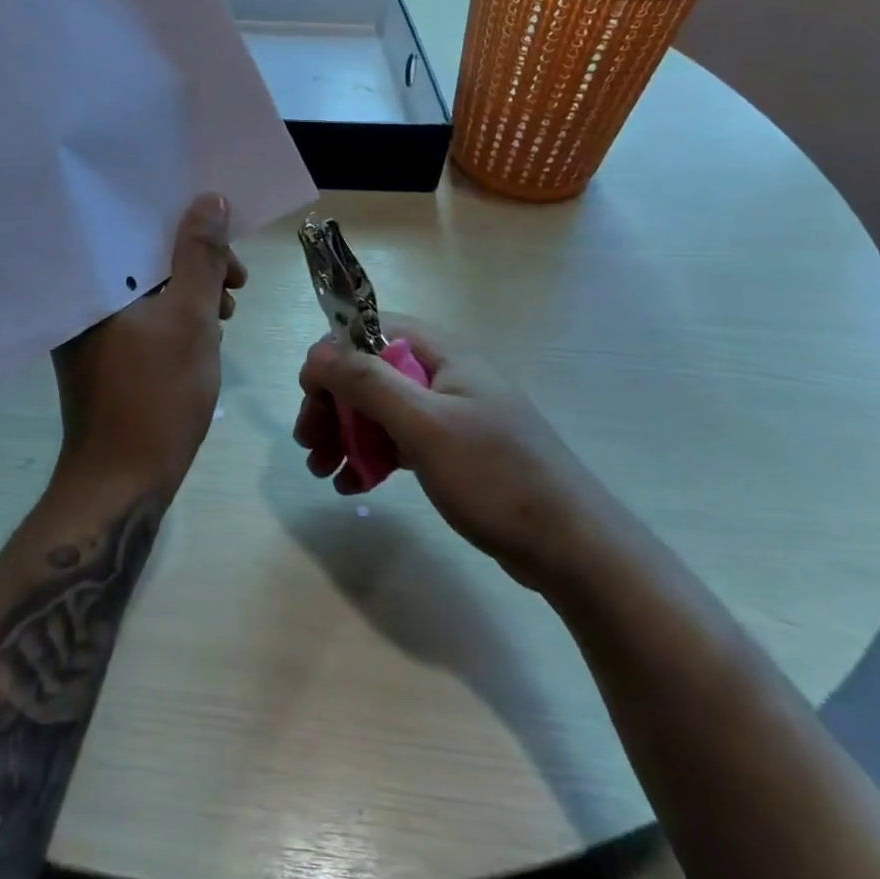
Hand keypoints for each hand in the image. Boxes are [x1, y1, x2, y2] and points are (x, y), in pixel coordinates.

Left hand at [51, 194, 247, 494]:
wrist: (122, 483)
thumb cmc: (157, 395)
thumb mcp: (191, 318)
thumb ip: (202, 256)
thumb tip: (210, 199)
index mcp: (92, 282)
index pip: (138, 227)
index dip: (188, 228)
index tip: (229, 250)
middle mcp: (83, 298)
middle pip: (147, 258)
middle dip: (198, 265)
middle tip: (237, 285)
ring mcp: (91, 329)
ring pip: (149, 290)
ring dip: (192, 293)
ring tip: (226, 315)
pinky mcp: (104, 354)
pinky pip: (144, 317)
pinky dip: (176, 317)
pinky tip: (204, 335)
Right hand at [293, 316, 602, 591]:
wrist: (570, 546)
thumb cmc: (495, 477)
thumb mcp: (424, 426)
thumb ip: (368, 382)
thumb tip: (317, 352)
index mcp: (440, 351)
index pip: (368, 331)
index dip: (332, 358)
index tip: (311, 398)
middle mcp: (443, 372)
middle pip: (369, 372)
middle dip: (333, 404)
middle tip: (309, 445)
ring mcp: (449, 411)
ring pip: (380, 408)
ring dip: (346, 433)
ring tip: (322, 470)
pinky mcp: (453, 448)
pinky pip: (398, 439)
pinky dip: (371, 456)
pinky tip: (353, 485)